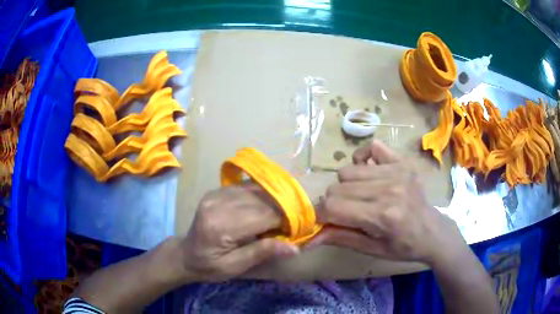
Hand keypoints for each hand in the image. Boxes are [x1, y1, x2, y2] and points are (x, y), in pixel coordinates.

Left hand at [179, 184, 298, 281]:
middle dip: (282, 211)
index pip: (264, 215)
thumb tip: (295, 248)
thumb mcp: (235, 267)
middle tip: (292, 224)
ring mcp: (215, 194)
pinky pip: (245, 187)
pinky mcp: (216, 191)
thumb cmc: (210, 266)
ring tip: (282, 214)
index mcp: (221, 226)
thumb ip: (262, 252)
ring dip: (273, 201)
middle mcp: (217, 204)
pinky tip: (267, 204)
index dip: (286, 220)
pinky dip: (260, 195)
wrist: (185, 255)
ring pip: (256, 191)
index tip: (300, 228)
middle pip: (261, 201)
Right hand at [310, 140, 464, 264]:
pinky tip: (370, 173)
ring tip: (362, 196)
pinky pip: (372, 148)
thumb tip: (309, 238)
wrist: (433, 232)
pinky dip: (365, 160)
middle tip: (346, 212)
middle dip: (334, 202)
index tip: (324, 221)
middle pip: (337, 187)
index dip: (321, 215)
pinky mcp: (403, 162)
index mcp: (381, 216)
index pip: (332, 207)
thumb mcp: (371, 250)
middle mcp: (388, 189)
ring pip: (348, 171)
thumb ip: (339, 238)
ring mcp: (397, 171)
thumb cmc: (403, 246)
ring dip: (348, 186)